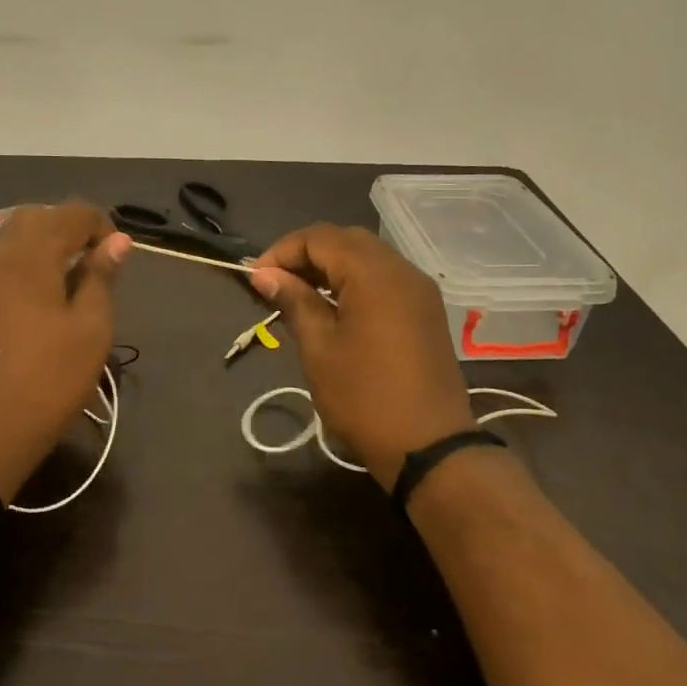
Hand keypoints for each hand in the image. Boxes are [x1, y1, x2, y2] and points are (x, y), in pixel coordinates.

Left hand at [0, 202, 131, 500]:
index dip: (100, 224)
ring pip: (10, 241)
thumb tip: (116, 242)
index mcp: (29, 259)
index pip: (69, 214)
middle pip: (34, 218)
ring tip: (69, 281)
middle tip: (94, 260)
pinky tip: (38, 302)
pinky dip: (23, 267)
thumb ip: (101, 278)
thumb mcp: (91, 330)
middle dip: (68, 227)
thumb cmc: (50, 381)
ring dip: (43, 246)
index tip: (118, 254)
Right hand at [249, 224, 474, 490]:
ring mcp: (419, 289)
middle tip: (276, 284)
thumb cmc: (365, 398)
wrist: (430, 447)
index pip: (320, 238)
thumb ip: (294, 302)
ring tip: (300, 295)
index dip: (283, 251)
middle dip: (306, 255)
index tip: (256, 279)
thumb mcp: (319, 349)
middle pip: (346, 240)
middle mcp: (402, 270)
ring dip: (331, 267)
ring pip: (368, 257)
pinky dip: (355, 281)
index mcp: (374, 274)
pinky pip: (385, 278)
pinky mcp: (426, 310)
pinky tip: (334, 307)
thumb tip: (264, 274)